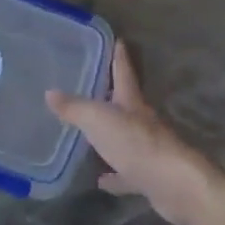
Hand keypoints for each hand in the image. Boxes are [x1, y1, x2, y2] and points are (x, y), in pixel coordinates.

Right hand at [46, 42, 221, 224]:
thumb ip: (74, 108)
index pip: (124, 72)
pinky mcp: (150, 176)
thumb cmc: (135, 143)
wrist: (174, 184)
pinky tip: (101, 180)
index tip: (118, 41)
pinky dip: (115, 175)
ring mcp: (148, 149)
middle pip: (126, 103)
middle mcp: (142, 121)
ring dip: (111, 137)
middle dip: (112, 95)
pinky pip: (127, 173)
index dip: (119, 56)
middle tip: (94, 88)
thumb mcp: (98, 120)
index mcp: (131, 102)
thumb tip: (50, 92)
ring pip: (126, 138)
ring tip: (91, 136)